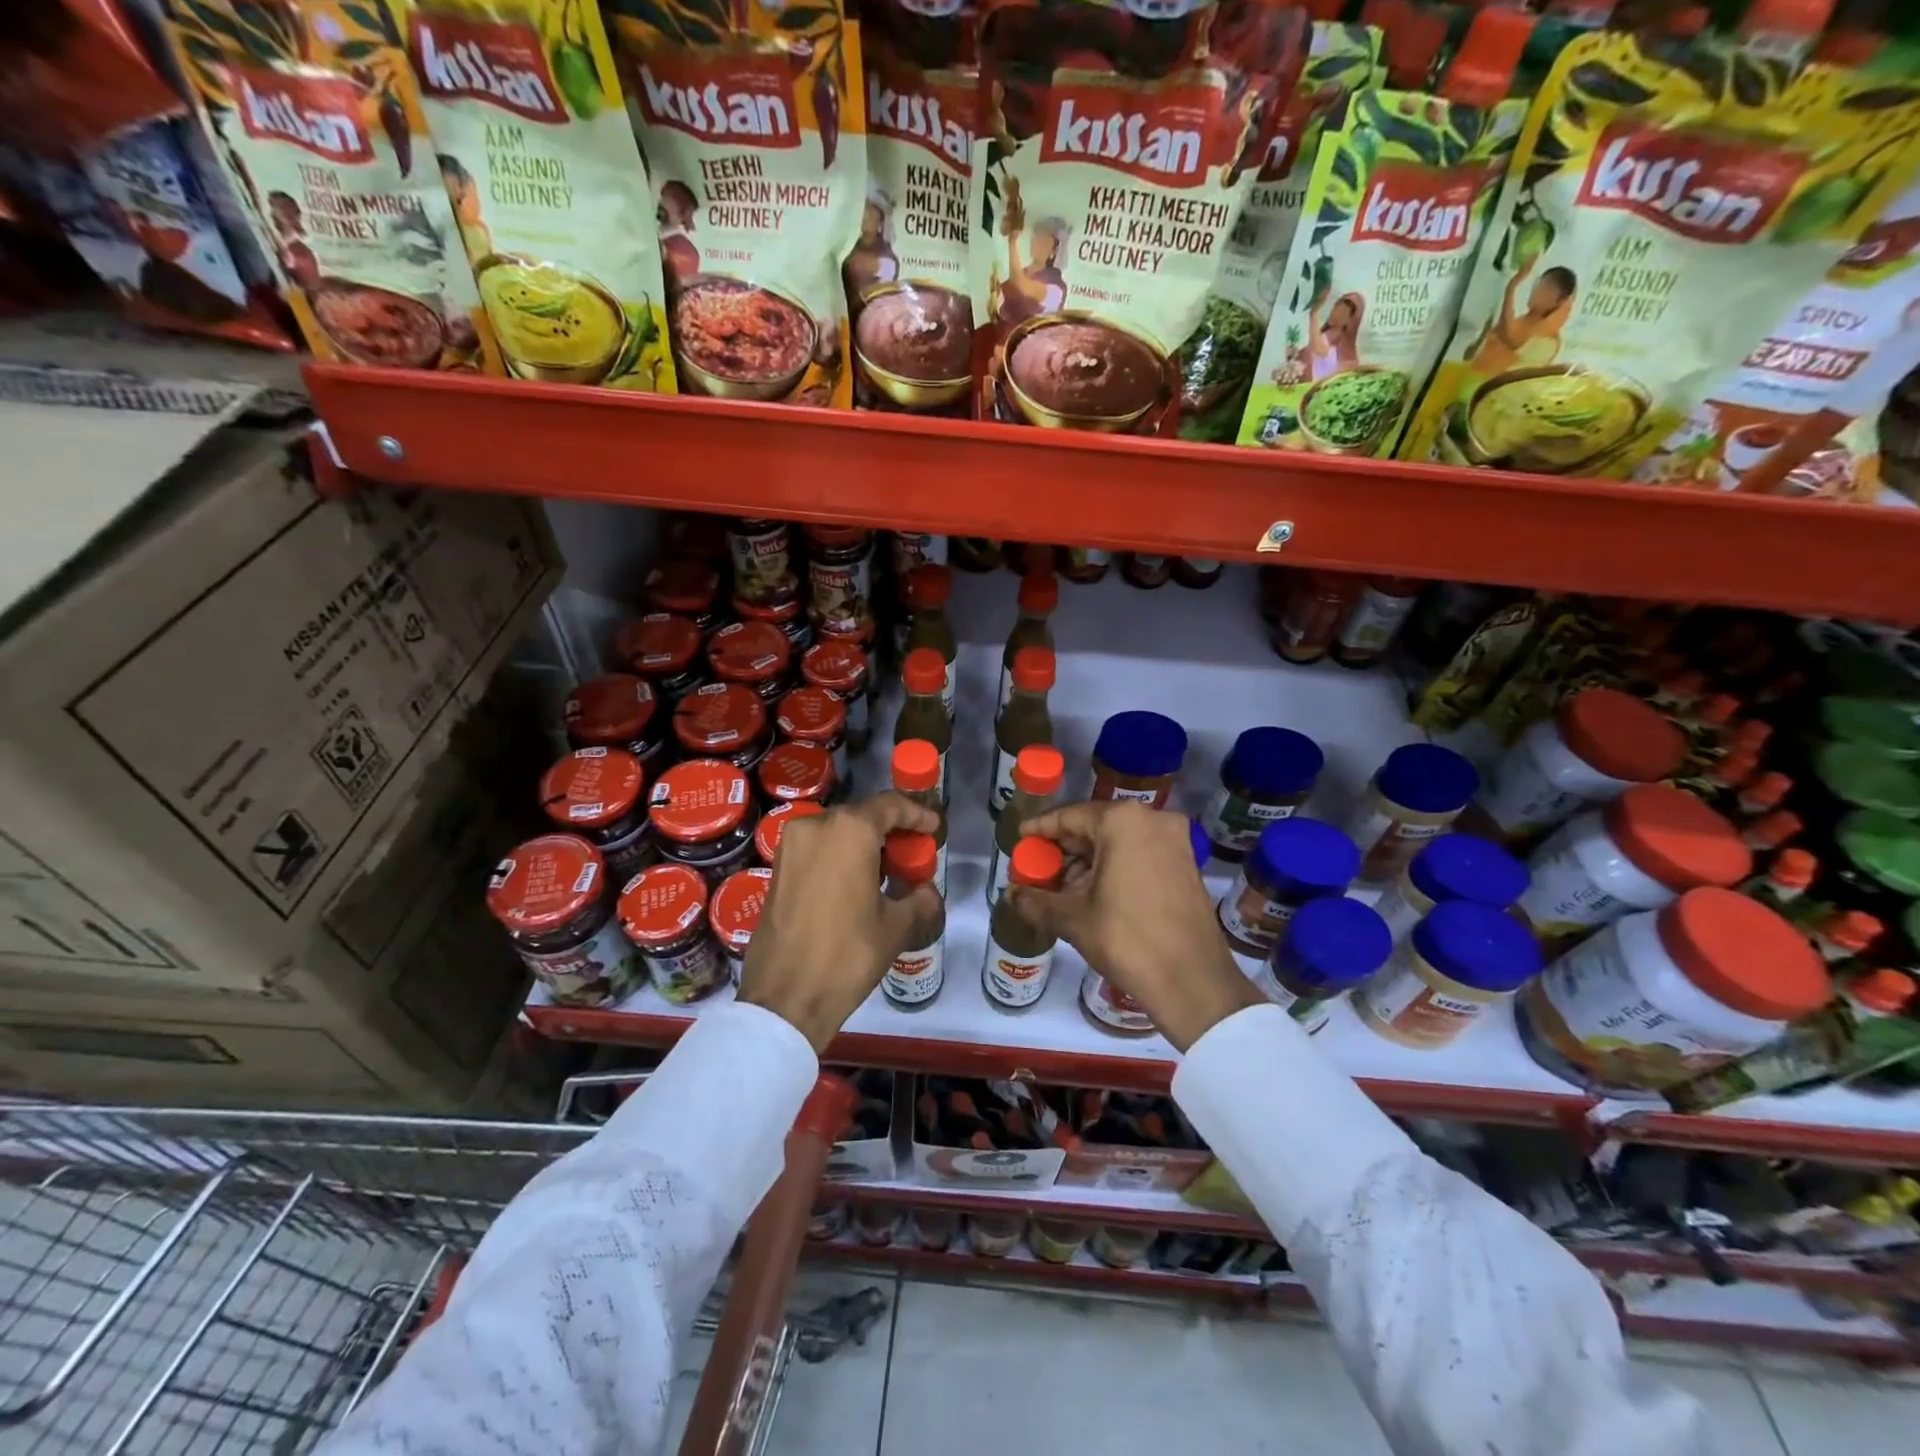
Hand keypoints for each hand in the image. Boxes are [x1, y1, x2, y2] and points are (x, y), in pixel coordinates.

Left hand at [738, 792, 943, 1053]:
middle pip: (861, 816)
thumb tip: (926, 892)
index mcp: (849, 830)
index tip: (933, 827)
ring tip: (886, 870)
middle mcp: (815, 826)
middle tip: (912, 853)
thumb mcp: (896, 927)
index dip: (916, 814)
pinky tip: (856, 882)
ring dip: (863, 844)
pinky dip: (839, 856)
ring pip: (836, 832)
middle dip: (890, 830)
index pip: (890, 805)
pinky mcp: (776, 868)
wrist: (785, 997)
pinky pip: (816, 849)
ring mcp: (790, 846)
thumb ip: (919, 899)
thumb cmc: (847, 955)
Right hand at [1011, 802, 1260, 1052]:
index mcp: (1123, 821)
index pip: (1068, 816)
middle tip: (1036, 870)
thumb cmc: (1128, 940)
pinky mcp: (1185, 864)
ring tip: (1059, 889)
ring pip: (1117, 842)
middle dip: (1063, 850)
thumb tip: (1008, 894)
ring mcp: (1174, 841)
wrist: (1193, 982)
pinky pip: (1138, 855)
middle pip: (1094, 827)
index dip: (1040, 830)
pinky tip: (1090, 894)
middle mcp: (1152, 819)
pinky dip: (1113, 868)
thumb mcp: (1073, 919)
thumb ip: (1035, 900)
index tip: (1019, 840)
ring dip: (1087, 862)